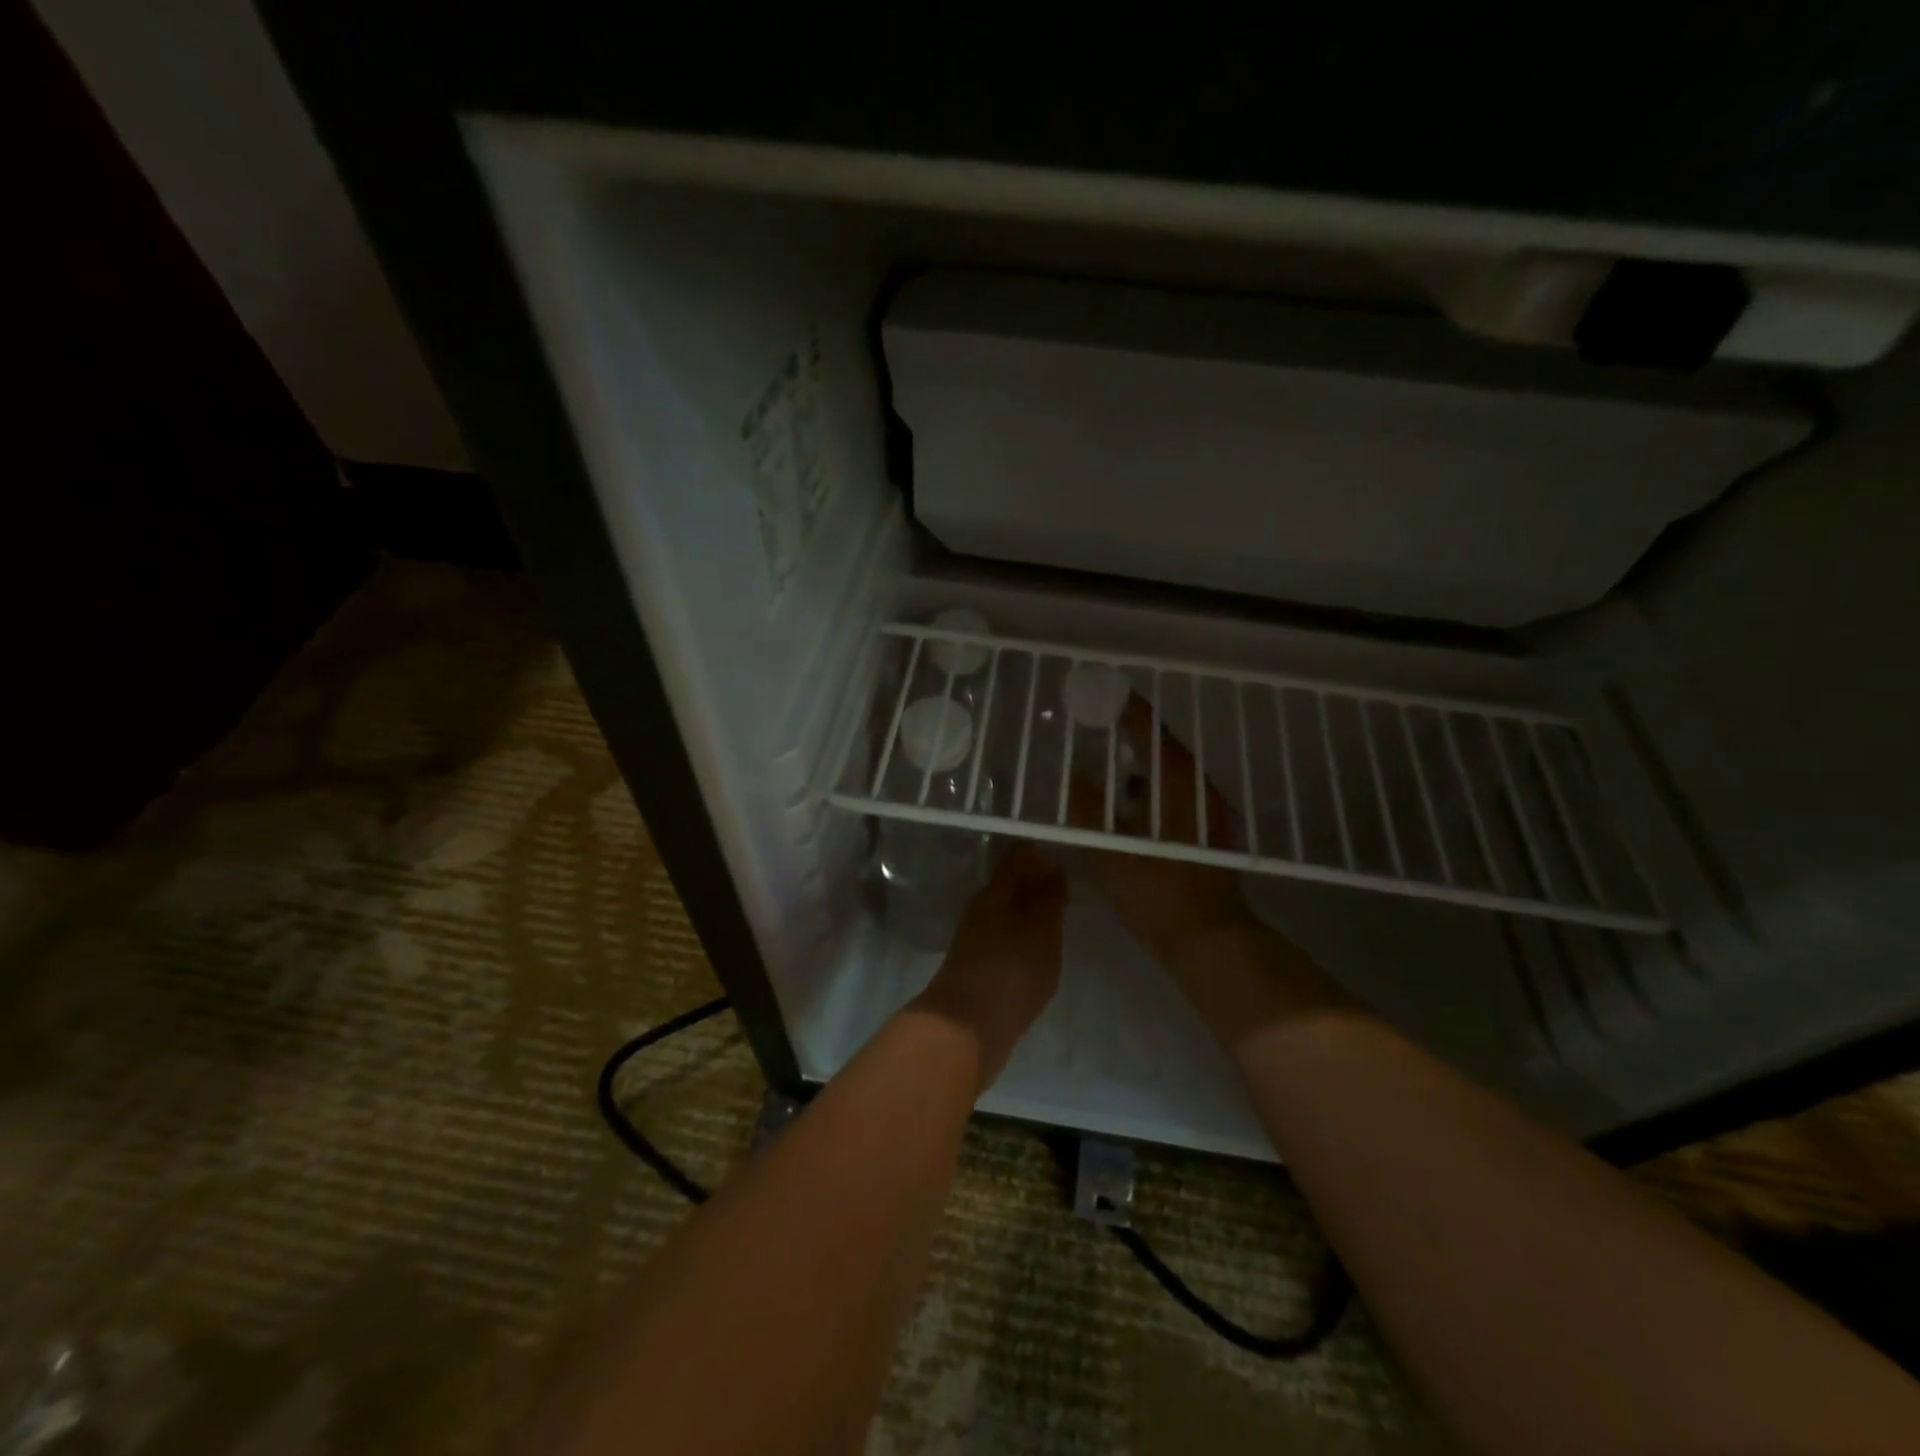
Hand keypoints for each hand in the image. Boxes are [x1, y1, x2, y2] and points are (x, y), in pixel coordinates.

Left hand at [910, 844, 1066, 1091]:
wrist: (966, 1028)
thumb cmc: (1011, 970)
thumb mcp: (1041, 929)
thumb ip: (1049, 897)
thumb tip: (1052, 866)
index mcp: (995, 892)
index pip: (1017, 857)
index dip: (1038, 853)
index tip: (1060, 854)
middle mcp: (980, 909)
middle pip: (1009, 885)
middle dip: (1033, 882)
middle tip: (1064, 886)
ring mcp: (975, 940)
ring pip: (1005, 912)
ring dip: (1027, 911)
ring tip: (1056, 918)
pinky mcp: (976, 968)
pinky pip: (1003, 939)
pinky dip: (1021, 938)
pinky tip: (1037, 950)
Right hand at [1071, 698, 1342, 1032]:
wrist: (1209, 940)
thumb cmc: (1156, 892)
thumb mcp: (1110, 849)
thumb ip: (1088, 807)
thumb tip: (1075, 774)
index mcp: (1177, 783)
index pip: (1150, 731)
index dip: (1128, 709)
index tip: (1106, 691)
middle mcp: (1199, 788)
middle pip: (1165, 747)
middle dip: (1135, 731)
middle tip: (1104, 720)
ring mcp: (1209, 811)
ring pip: (1173, 772)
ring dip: (1145, 760)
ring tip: (1112, 759)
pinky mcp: (1210, 833)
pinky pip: (1178, 794)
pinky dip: (1154, 787)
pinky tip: (1133, 804)